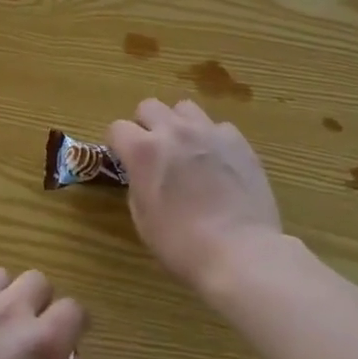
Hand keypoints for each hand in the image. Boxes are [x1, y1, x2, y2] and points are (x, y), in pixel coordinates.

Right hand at [106, 98, 282, 294]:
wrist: (240, 252)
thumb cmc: (182, 244)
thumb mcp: (143, 220)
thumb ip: (138, 185)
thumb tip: (143, 175)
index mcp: (143, 151)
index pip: (117, 128)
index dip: (117, 144)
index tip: (123, 159)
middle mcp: (173, 131)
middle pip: (149, 106)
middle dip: (145, 124)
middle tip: (154, 151)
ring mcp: (208, 132)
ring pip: (184, 108)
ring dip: (179, 124)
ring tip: (187, 149)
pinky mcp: (237, 141)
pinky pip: (218, 127)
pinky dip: (213, 139)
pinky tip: (218, 161)